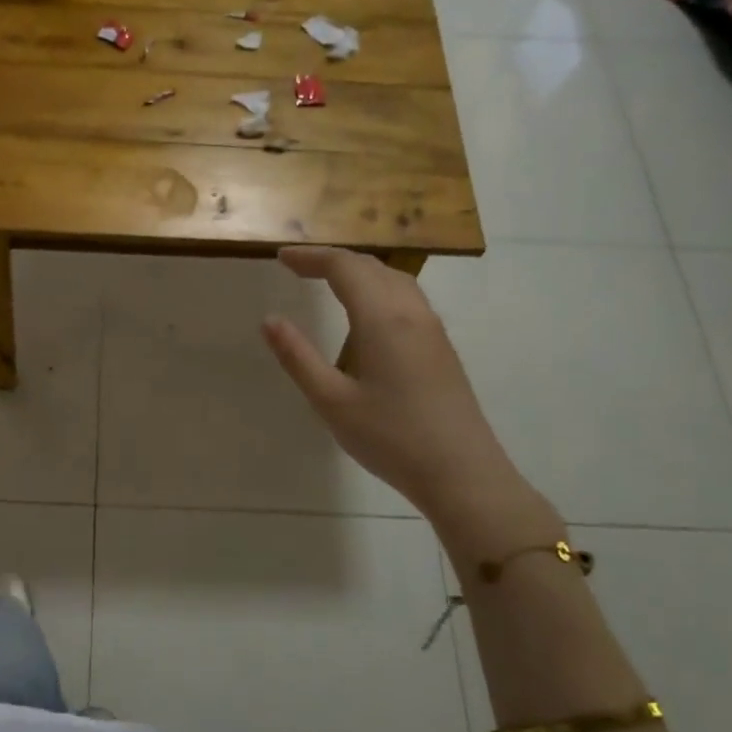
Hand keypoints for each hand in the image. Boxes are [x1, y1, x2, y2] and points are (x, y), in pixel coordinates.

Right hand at [261, 248, 544, 540]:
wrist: (462, 473)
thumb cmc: (390, 438)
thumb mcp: (331, 401)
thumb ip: (298, 357)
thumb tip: (269, 320)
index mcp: (382, 319)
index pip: (344, 267)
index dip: (311, 257)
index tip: (281, 259)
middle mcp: (411, 313)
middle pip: (371, 267)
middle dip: (332, 261)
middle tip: (297, 268)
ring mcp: (432, 330)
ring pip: (394, 279)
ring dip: (358, 272)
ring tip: (328, 282)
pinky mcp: (441, 348)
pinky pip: (407, 298)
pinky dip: (377, 289)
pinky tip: (366, 315)